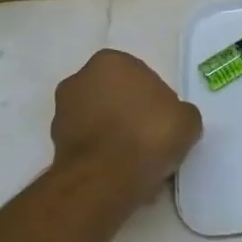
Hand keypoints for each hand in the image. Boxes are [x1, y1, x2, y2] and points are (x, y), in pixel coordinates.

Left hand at [48, 50, 202, 205]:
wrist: (105, 179)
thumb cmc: (149, 134)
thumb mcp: (187, 119)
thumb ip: (180, 112)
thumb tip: (173, 120)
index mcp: (111, 61)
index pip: (140, 76)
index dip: (155, 98)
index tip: (164, 120)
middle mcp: (80, 79)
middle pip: (115, 95)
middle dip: (130, 113)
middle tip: (151, 137)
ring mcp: (62, 112)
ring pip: (99, 120)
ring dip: (114, 134)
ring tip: (136, 159)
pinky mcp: (54, 144)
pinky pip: (89, 144)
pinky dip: (102, 153)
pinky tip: (120, 171)